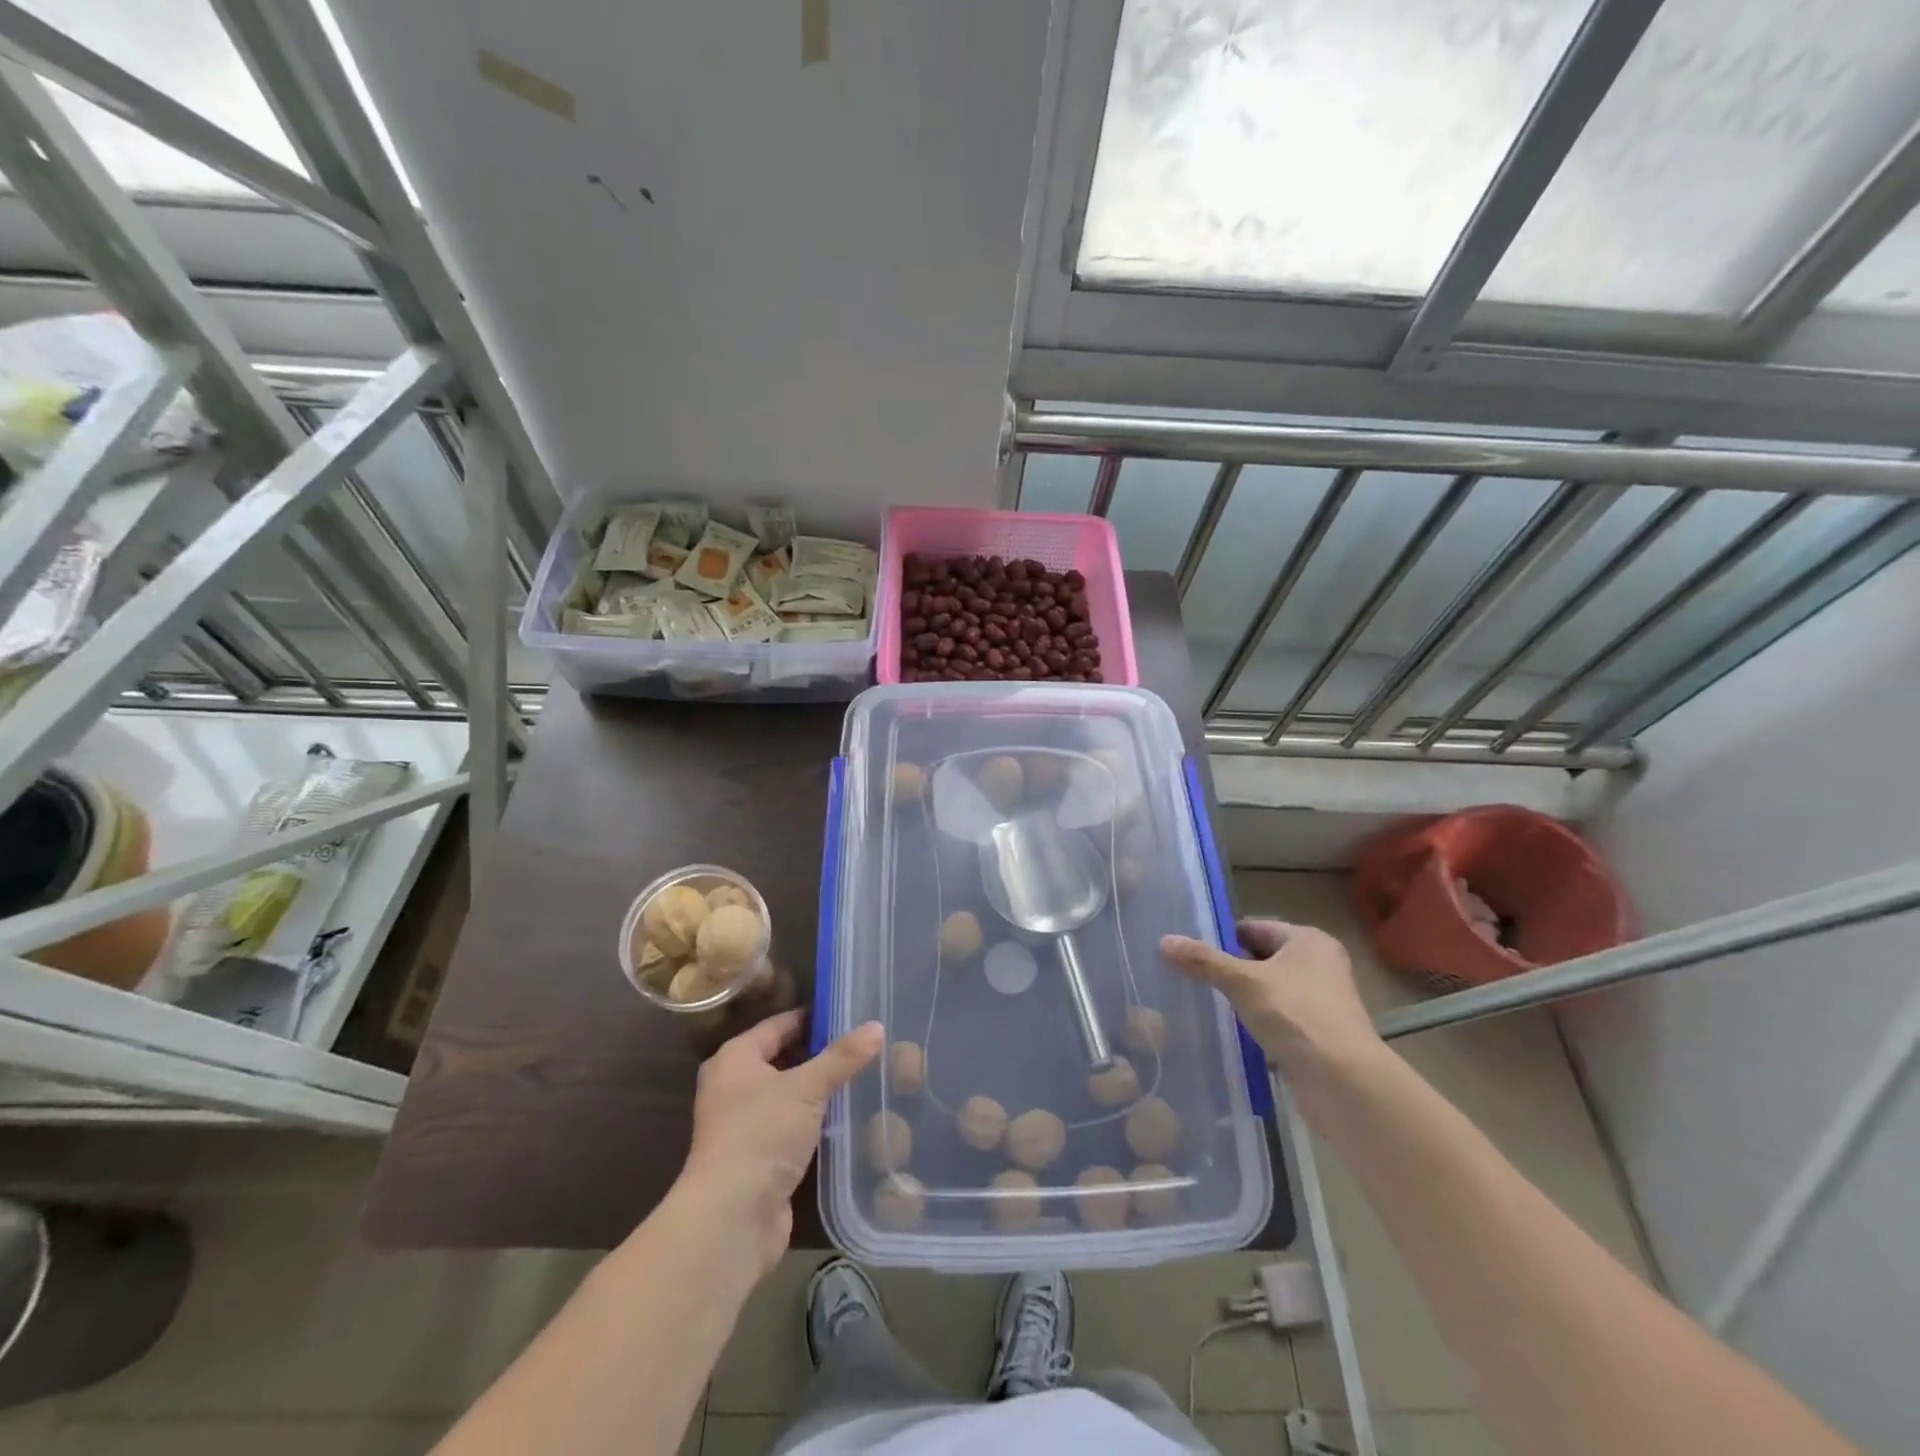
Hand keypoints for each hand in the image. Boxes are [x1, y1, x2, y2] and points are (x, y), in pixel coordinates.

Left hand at [680, 1010, 882, 1275]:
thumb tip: (877, 1026)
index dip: (813, 1017)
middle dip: (820, 1054)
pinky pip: (792, 1126)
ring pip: (789, 1095)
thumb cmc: (761, 1135)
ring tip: (863, 1075)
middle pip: (783, 1059)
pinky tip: (847, 1116)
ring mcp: (744, 1125)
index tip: (850, 1012)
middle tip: (863, 1044)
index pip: (779, 1024)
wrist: (731, 1219)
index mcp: (735, 1058)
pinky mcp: (759, 1158)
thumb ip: (842, 1057)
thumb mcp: (807, 1088)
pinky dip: (815, 1121)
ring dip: (819, 1090)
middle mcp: (734, 1087)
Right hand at [1160, 919, 1382, 1086]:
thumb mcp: (1243, 982)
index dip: (1222, 937)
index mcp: (1309, 940)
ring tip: (1206, 1003)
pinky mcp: (1318, 1034)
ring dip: (1243, 997)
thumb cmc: (1296, 1016)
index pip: (1255, 927)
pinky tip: (1232, 1032)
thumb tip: (1164, 940)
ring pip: (1269, 990)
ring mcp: (1321, 1002)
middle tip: (1192, 977)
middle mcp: (1320, 965)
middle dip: (1230, 968)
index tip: (1190, 951)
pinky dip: (1257, 1022)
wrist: (1344, 1083)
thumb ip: (1203, 961)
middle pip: (1262, 958)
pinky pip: (1278, 1018)